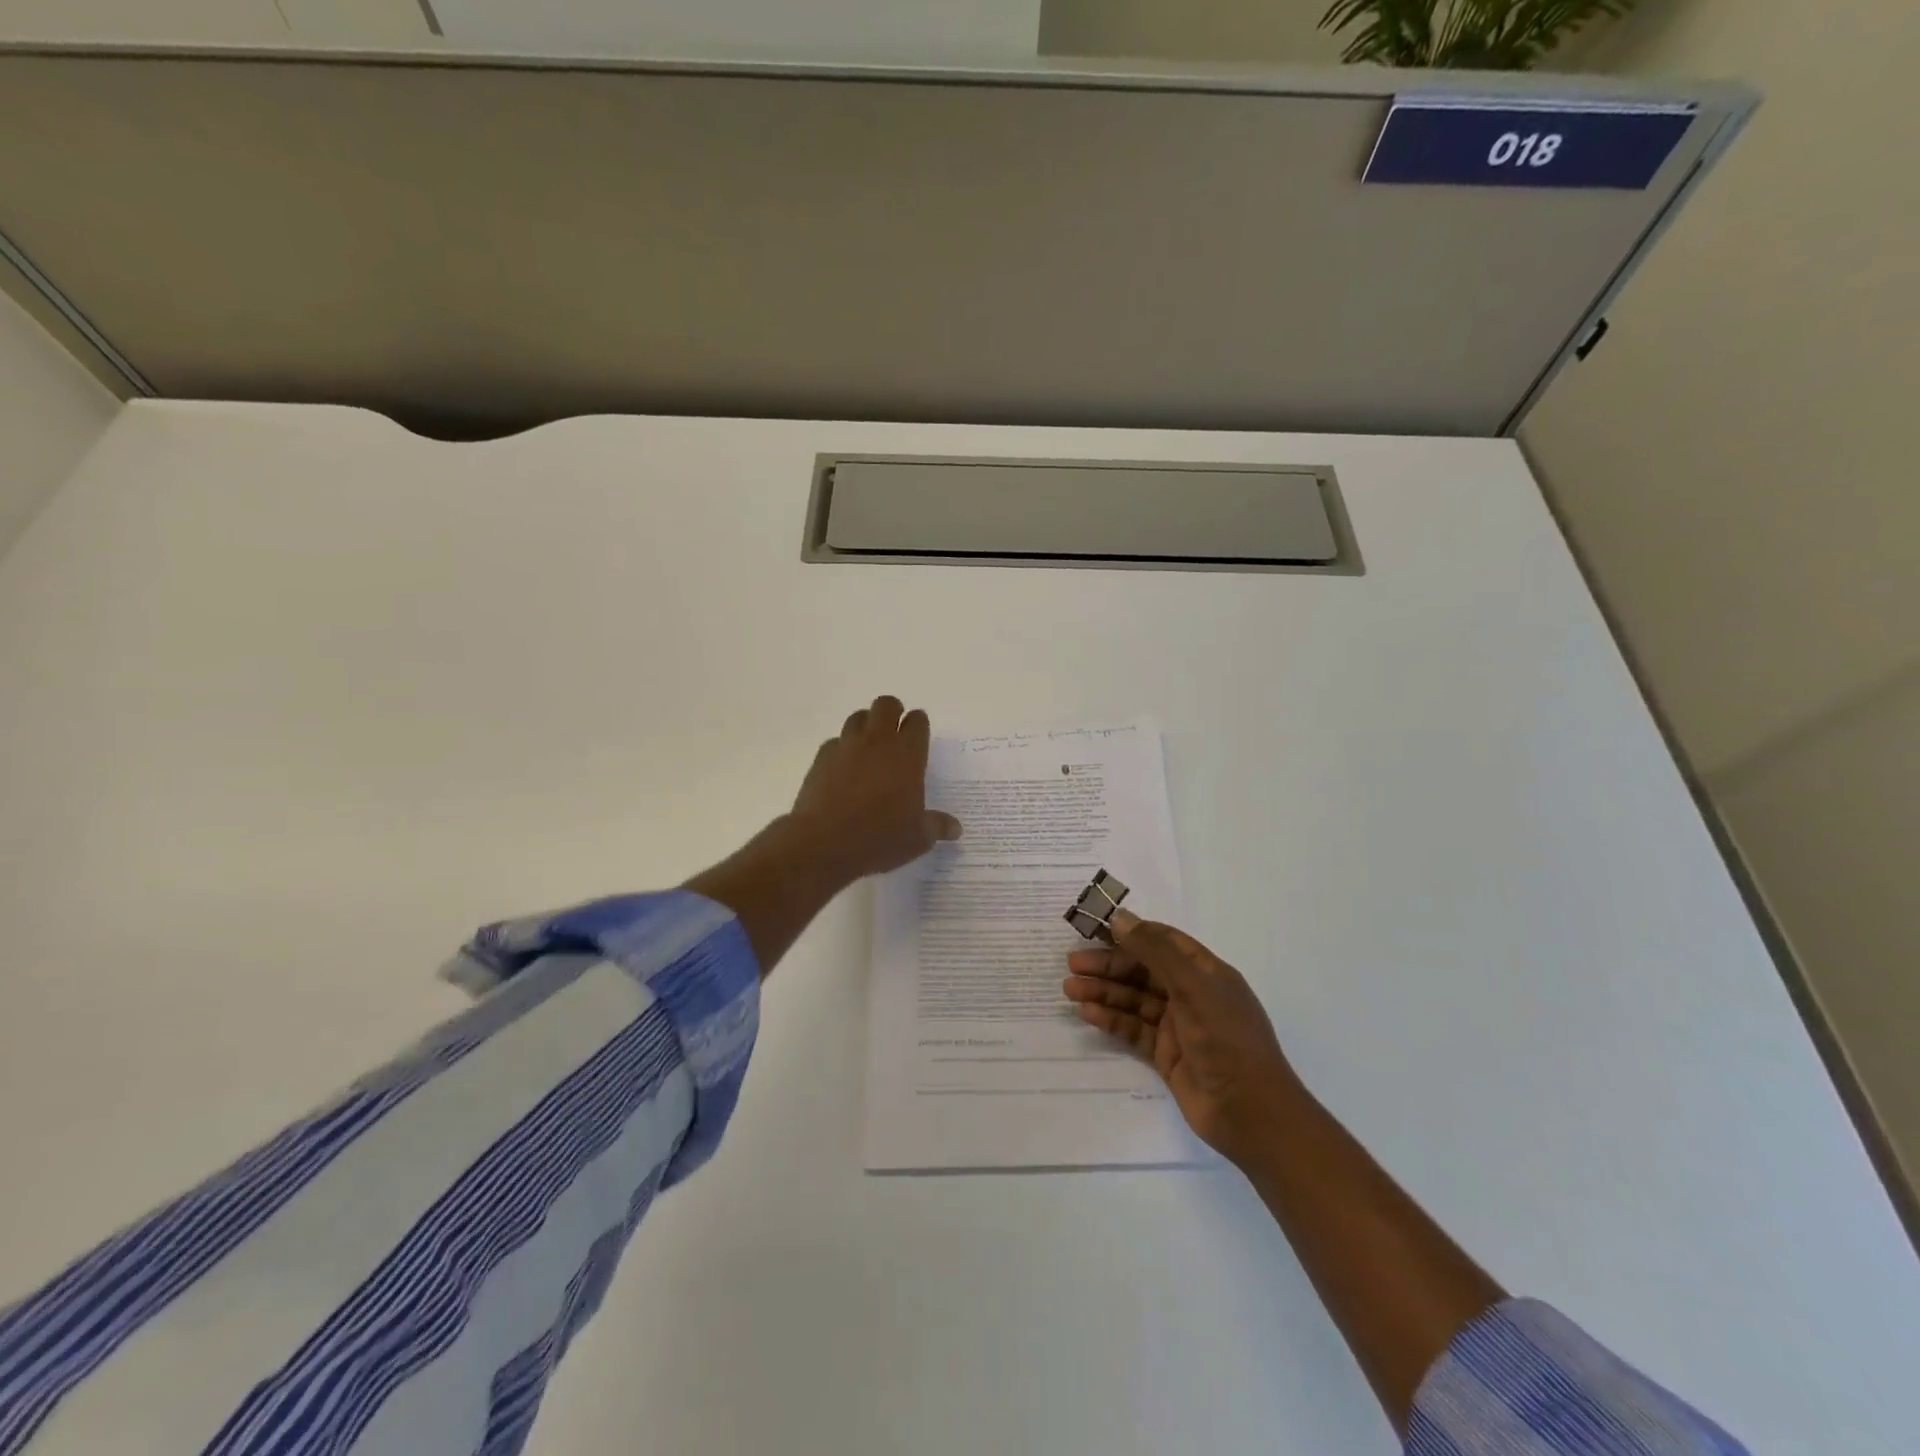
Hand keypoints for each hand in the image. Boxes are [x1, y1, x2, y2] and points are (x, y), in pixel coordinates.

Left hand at [788, 695, 961, 886]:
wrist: (824, 842)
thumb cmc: (880, 837)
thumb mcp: (917, 838)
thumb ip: (937, 826)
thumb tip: (956, 828)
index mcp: (907, 754)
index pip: (917, 721)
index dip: (919, 724)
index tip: (919, 735)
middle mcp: (878, 742)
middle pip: (886, 705)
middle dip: (893, 712)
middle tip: (895, 732)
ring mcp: (847, 746)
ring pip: (858, 717)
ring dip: (866, 725)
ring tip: (869, 747)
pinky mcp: (822, 758)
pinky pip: (835, 742)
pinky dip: (842, 748)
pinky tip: (844, 769)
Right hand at [1064, 910, 1300, 1167]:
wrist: (1251, 1113)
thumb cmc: (1226, 1039)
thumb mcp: (1193, 987)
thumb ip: (1155, 952)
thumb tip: (1120, 918)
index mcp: (1206, 972)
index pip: (1164, 941)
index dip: (1131, 932)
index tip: (1095, 928)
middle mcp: (1192, 994)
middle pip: (1144, 970)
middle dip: (1109, 964)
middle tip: (1072, 963)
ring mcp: (1179, 1025)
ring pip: (1134, 1000)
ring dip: (1104, 992)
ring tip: (1069, 989)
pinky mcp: (1166, 1055)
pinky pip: (1134, 1029)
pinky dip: (1111, 1020)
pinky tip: (1087, 1014)